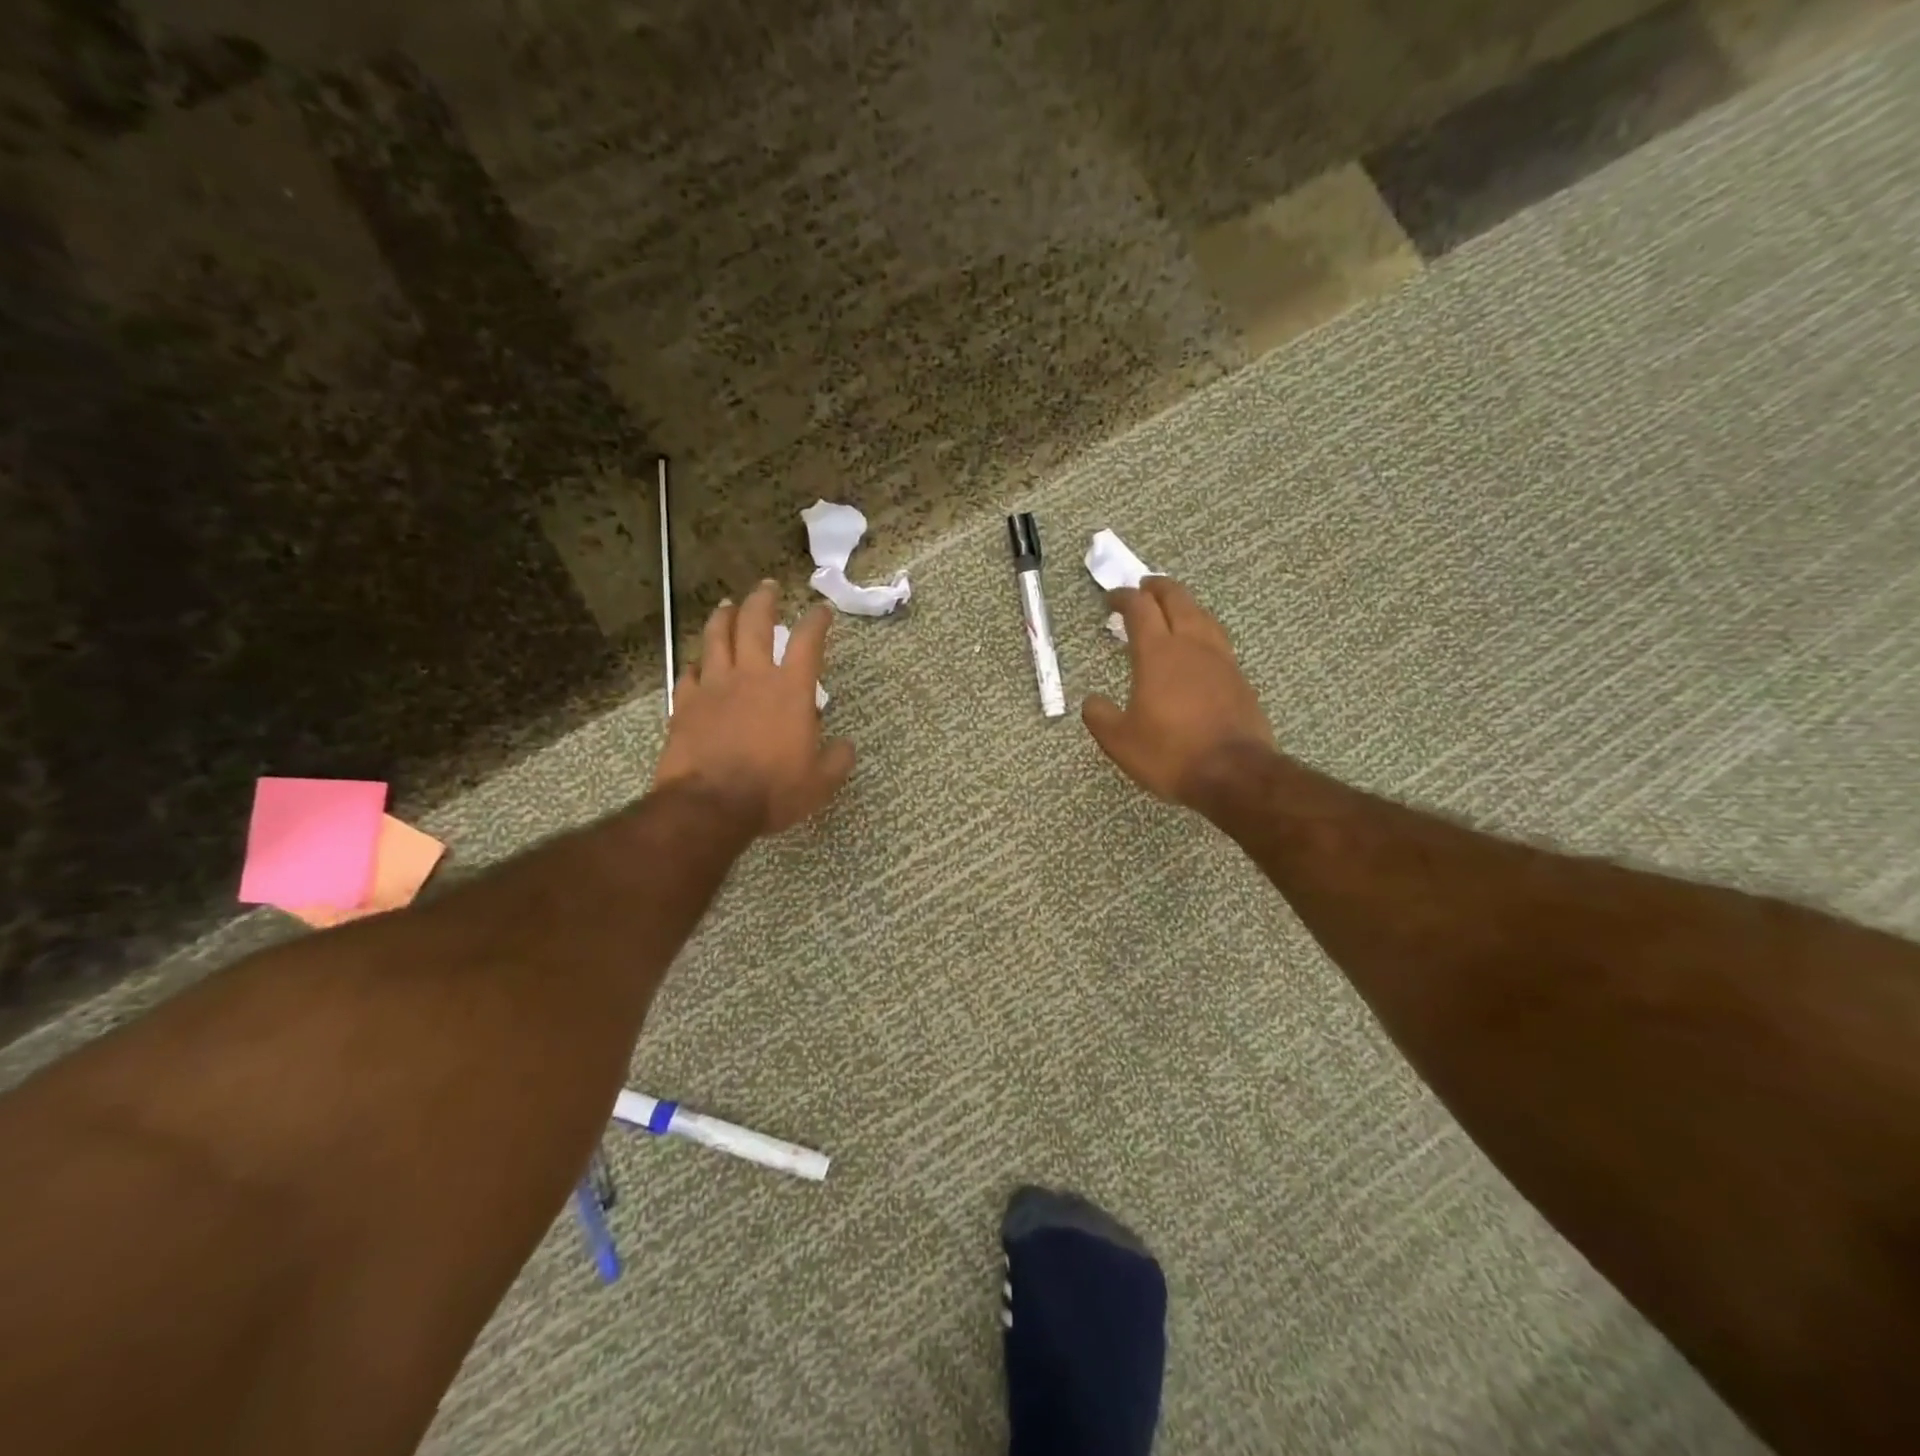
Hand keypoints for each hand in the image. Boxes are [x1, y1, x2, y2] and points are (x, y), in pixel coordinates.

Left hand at [653, 581, 854, 833]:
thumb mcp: (820, 783)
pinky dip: (696, 664)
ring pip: (717, 638)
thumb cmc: (772, 791)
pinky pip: (689, 673)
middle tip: (768, 586)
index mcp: (790, 690)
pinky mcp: (686, 703)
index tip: (821, 610)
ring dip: (724, 616)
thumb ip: (836, 760)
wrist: (710, 805)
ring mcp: (714, 686)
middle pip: (756, 623)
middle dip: (764, 600)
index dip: (817, 621)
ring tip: (727, 605)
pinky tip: (697, 663)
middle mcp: (752, 676)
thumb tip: (845, 746)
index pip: (808, 642)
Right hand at [1081, 577, 1274, 805]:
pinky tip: (1197, 647)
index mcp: (1157, 654)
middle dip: (1157, 588)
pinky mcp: (1239, 678)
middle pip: (1177, 599)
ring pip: (1202, 615)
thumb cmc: (1170, 754)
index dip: (1123, 598)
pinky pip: (1217, 640)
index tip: (1111, 599)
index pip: (1140, 609)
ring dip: (1184, 604)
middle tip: (1144, 587)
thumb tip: (1091, 702)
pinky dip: (1201, 631)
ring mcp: (1221, 659)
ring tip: (1172, 609)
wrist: (1234, 774)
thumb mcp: (1120, 741)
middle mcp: (1191, 646)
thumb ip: (1100, 716)